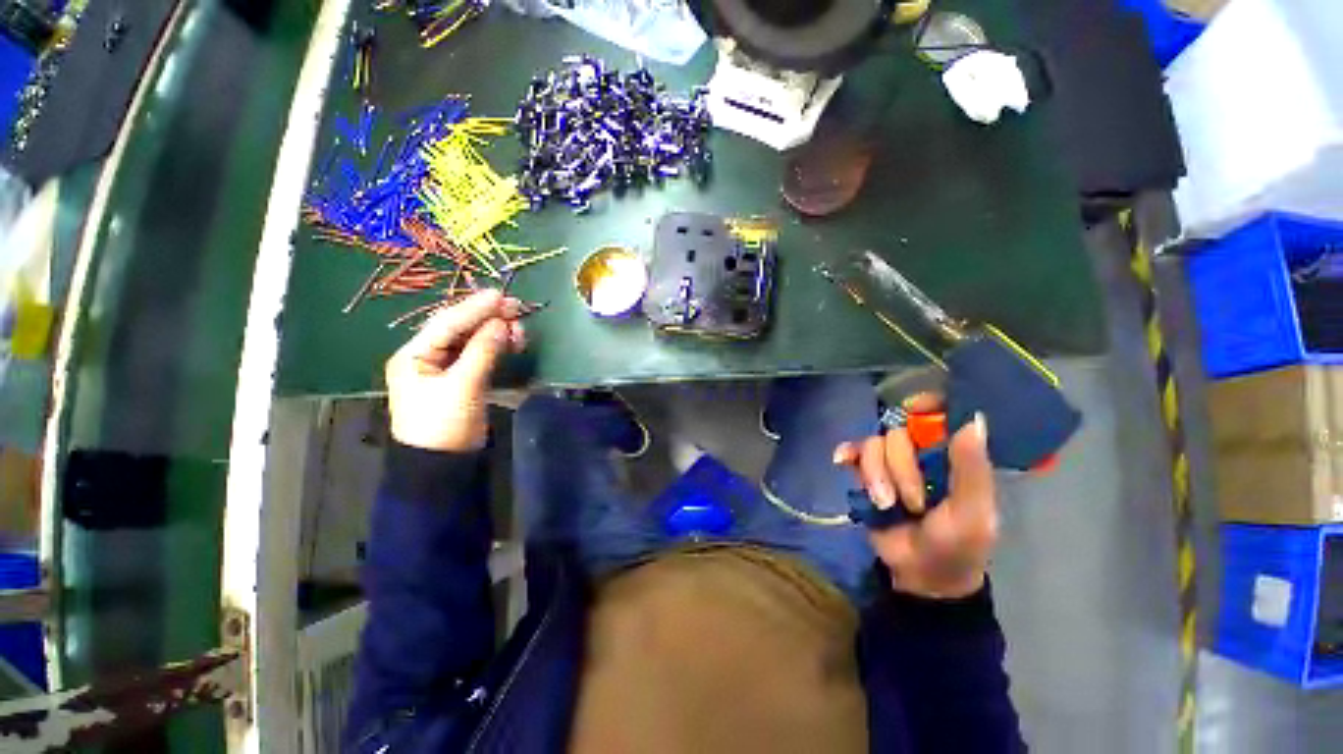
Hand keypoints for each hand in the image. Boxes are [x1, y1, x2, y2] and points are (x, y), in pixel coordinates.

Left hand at [385, 290, 524, 451]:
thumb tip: (501, 323)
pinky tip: (512, 342)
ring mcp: (445, 368)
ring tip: (520, 330)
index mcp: (414, 355)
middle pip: (459, 328)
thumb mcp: (463, 386)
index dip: (474, 307)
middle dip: (488, 318)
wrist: (443, 465)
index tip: (501, 295)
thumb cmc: (444, 424)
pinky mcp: (463, 379)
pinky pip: (480, 354)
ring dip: (496, 332)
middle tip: (517, 309)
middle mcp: (427, 356)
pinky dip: (496, 347)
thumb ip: (482, 351)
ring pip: (472, 340)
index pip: (446, 323)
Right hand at [835, 403, 997, 599]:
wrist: (919, 575)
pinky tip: (841, 462)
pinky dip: (847, 455)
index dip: (925, 404)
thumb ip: (971, 469)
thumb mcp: (972, 512)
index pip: (938, 414)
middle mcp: (919, 452)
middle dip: (899, 469)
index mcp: (951, 456)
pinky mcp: (865, 474)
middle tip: (912, 503)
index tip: (916, 408)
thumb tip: (974, 419)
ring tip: (885, 505)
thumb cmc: (957, 545)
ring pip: (872, 445)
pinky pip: (851, 452)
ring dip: (876, 476)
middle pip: (897, 433)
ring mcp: (889, 463)